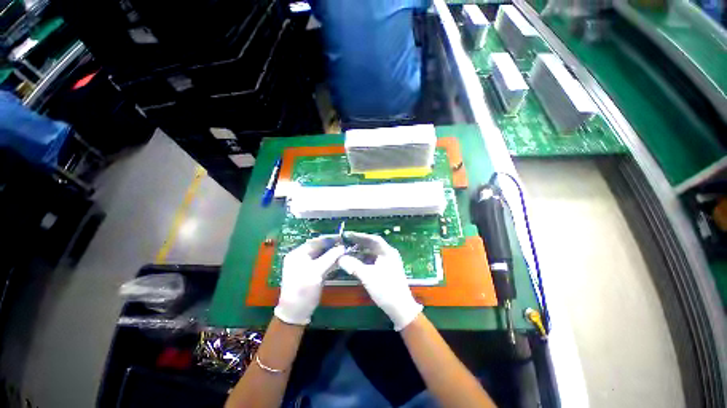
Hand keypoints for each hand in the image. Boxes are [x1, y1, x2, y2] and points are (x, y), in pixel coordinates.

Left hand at [274, 235, 344, 324]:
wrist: (296, 312)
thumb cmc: (303, 290)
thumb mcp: (316, 272)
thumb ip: (330, 258)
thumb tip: (343, 247)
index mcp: (298, 254)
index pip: (315, 242)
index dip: (328, 239)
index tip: (342, 237)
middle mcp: (301, 257)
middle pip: (319, 248)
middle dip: (332, 246)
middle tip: (345, 244)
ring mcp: (306, 266)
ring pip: (322, 256)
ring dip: (333, 254)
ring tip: (345, 251)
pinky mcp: (312, 273)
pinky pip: (322, 263)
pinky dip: (331, 262)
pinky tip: (340, 260)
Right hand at [338, 232, 422, 330]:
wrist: (400, 308)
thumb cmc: (385, 289)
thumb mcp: (368, 276)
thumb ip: (353, 265)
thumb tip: (339, 258)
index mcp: (388, 252)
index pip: (373, 239)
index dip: (360, 236)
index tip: (348, 235)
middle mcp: (389, 254)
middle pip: (373, 245)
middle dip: (359, 243)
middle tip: (346, 241)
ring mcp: (389, 262)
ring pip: (373, 253)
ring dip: (361, 252)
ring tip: (348, 251)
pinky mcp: (387, 270)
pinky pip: (374, 260)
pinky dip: (365, 260)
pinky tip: (356, 262)